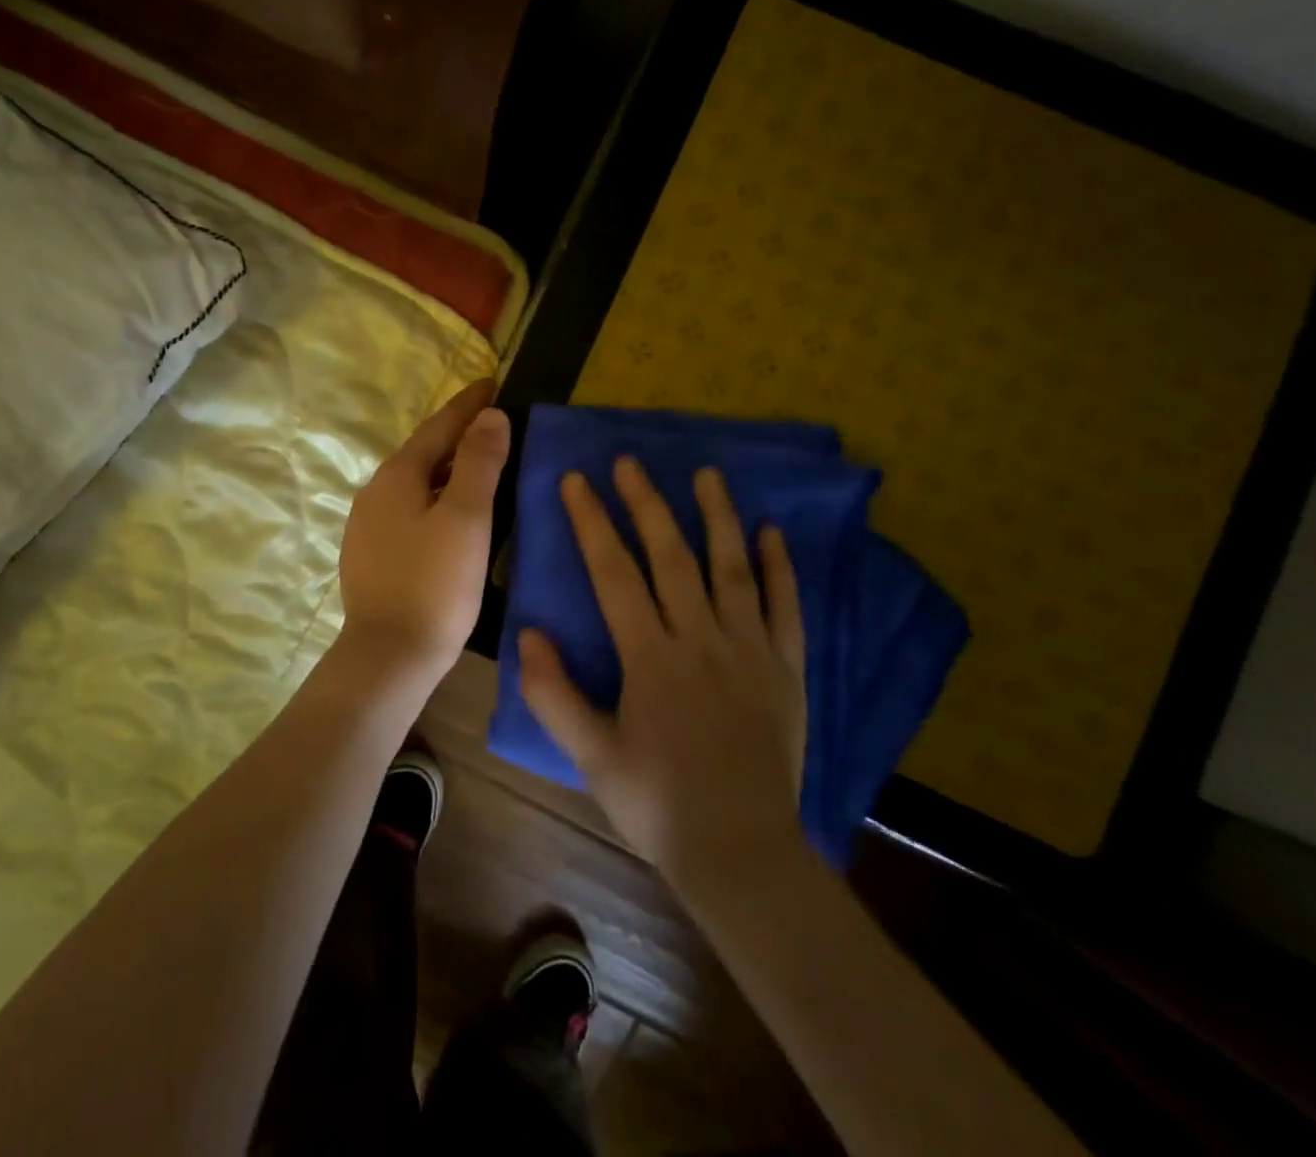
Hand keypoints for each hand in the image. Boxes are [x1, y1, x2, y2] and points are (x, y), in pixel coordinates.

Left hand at [337, 380, 510, 688]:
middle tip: (492, 422)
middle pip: (423, 452)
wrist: (389, 655)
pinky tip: (449, 514)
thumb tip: (489, 415)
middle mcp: (374, 492)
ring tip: (478, 464)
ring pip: (414, 483)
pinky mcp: (369, 554)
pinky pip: (407, 510)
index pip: (438, 426)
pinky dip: (433, 498)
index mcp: (397, 476)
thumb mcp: (467, 519)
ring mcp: (366, 525)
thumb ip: (480, 462)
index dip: (467, 405)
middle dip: (457, 435)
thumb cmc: (435, 584)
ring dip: (446, 468)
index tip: (491, 382)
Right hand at [520, 458, 807, 895]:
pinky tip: (773, 533)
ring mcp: (750, 652)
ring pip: (732, 570)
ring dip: (718, 517)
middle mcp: (701, 641)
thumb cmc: (656, 803)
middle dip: (647, 504)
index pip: (615, 573)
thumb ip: (553, 693)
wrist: (741, 853)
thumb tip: (528, 632)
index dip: (592, 523)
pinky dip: (781, 568)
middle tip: (630, 462)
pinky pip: (786, 609)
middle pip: (672, 557)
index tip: (577, 481)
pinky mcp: (785, 670)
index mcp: (651, 658)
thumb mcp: (590, 755)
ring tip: (706, 474)